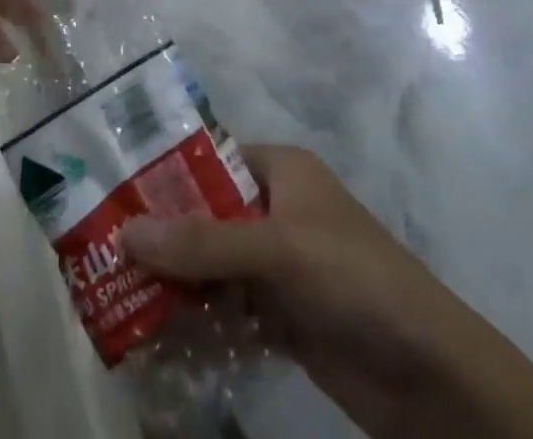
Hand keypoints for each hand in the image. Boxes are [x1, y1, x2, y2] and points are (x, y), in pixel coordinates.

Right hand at [122, 146, 532, 438]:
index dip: (165, 173)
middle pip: (206, 214)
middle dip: (163, 235)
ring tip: (116, 294)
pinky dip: (199, 321)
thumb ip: (202, 243)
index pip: (210, 159)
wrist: (429, 374)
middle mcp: (277, 210)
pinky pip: (229, 310)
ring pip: (213, 265)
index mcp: (281, 170)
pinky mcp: (284, 318)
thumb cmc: (354, 278)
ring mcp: (281, 266)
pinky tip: (158, 336)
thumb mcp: (277, 249)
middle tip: (103, 251)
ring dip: (175, 282)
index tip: (114, 193)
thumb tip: (124, 232)